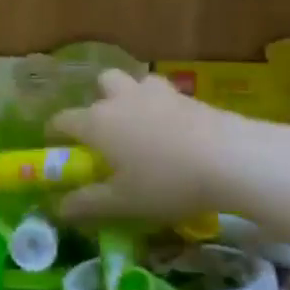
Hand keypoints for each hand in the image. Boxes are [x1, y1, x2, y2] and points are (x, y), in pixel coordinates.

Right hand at [50, 69, 268, 224]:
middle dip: (99, 99)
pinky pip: (166, 94)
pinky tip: (175, 132)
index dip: (55, 132)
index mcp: (96, 122)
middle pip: (101, 83)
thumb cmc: (166, 182)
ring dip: (132, 96)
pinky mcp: (189, 96)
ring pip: (136, 82)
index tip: (56, 145)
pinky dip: (163, 107)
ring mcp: (157, 93)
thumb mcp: (122, 202)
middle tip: (108, 129)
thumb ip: (86, 203)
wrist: (233, 159)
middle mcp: (120, 99)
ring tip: (143, 125)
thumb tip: (57, 208)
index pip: (62, 120)